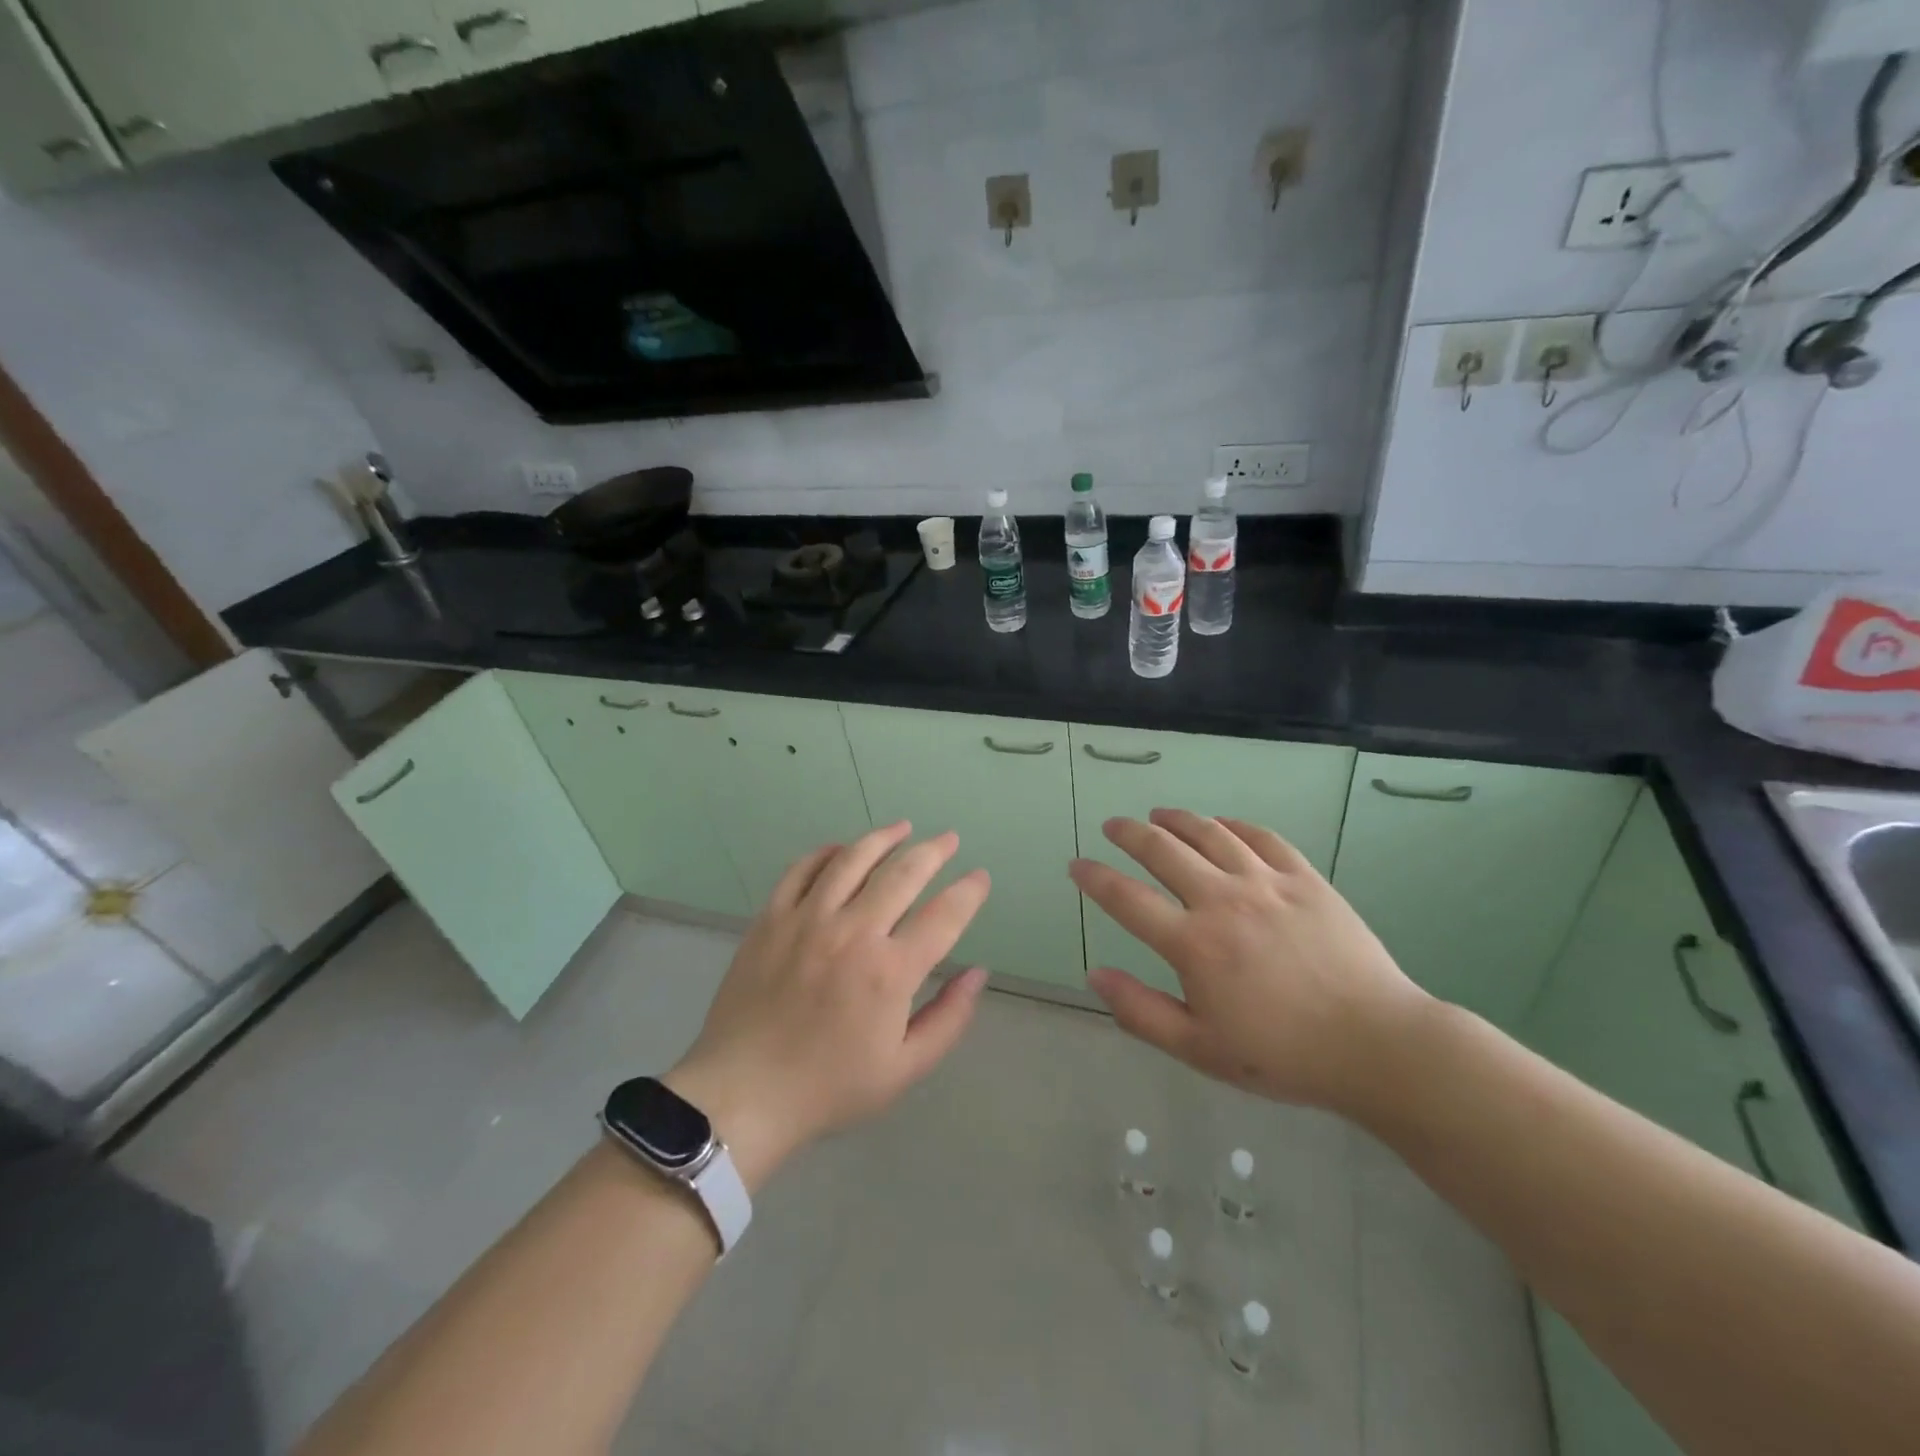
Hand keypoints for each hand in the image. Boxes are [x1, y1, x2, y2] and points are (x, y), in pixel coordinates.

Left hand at [665, 822, 989, 1188]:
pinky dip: (827, 852)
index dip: (969, 892)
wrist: (743, 1094)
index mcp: (890, 971)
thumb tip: (978, 972)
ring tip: (903, 828)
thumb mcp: (904, 1068)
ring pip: (853, 859)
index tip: (980, 878)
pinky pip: (802, 869)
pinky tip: (842, 849)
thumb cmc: (829, 1086)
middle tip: (949, 840)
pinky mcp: (771, 918)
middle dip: (934, 851)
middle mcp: (853, 932)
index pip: (944, 915)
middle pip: (903, 873)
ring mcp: (807, 919)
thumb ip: (949, 1018)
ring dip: (884, 838)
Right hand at [1069, 808, 1430, 1115]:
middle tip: (1113, 826)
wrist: (1377, 1045)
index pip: (1126, 899)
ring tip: (1158, 814)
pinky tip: (1222, 825)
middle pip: (1163, 851)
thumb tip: (1094, 975)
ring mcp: (1267, 883)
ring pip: (1210, 833)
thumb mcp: (1200, 1050)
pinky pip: (1262, 837)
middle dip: (1129, 834)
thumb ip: (1141, 1012)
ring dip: (1177, 819)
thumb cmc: (1283, 1055)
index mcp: (1193, 945)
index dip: (1095, 878)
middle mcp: (1223, 900)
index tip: (1077, 865)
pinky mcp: (1306, 878)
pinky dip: (1234, 825)